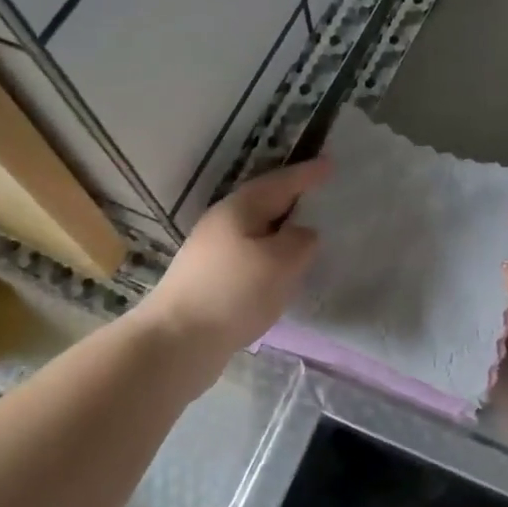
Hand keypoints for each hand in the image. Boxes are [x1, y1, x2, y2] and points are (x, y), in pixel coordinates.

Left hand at [140, 160, 327, 360]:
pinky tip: (282, 272)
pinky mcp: (210, 280)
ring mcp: (212, 252)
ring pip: (257, 231)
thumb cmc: (233, 293)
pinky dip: (271, 257)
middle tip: (321, 195)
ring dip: (282, 230)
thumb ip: (301, 241)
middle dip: (292, 198)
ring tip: (308, 235)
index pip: (281, 183)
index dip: (307, 174)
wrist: (176, 342)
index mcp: (240, 209)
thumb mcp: (281, 261)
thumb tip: (303, 235)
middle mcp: (222, 223)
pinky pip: (251, 257)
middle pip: (265, 203)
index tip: (331, 164)